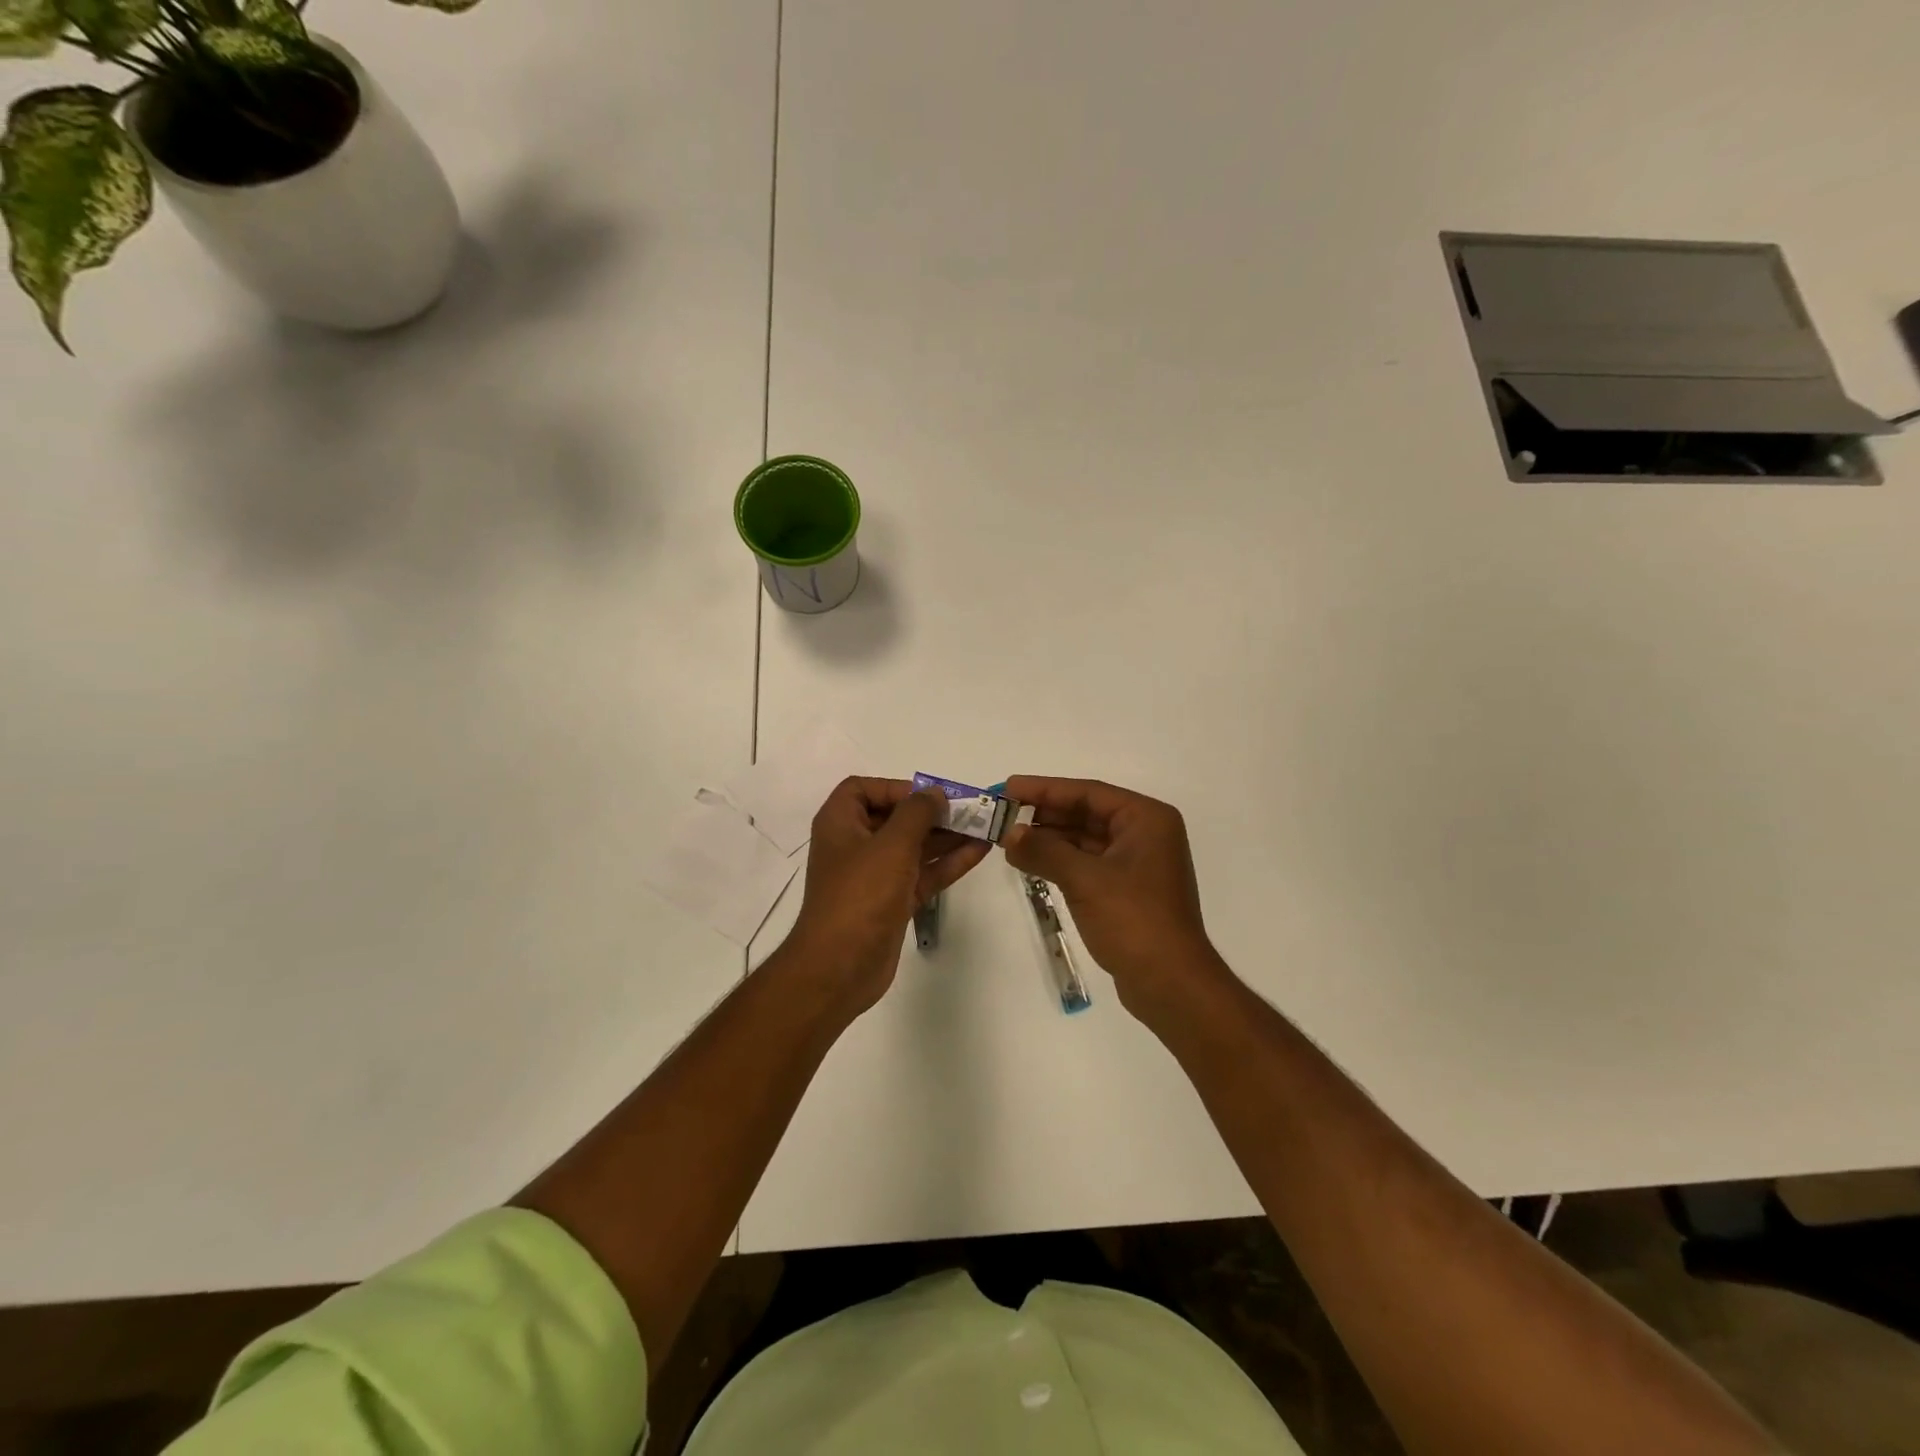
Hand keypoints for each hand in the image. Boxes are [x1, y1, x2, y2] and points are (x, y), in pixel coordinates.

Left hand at [782, 778, 989, 1014]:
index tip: (928, 796)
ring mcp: (874, 876)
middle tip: (970, 810)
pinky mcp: (892, 902)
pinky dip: (947, 863)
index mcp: (840, 824)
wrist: (839, 968)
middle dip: (933, 813)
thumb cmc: (860, 895)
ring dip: (946, 837)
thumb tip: (935, 793)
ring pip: (914, 847)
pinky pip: (922, 874)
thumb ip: (917, 812)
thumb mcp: (891, 845)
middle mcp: (855, 845)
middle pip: (896, 818)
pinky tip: (979, 853)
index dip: (896, 788)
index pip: (864, 789)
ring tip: (984, 828)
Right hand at [1000, 776, 1224, 1020]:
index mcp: (1146, 819)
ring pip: (1086, 838)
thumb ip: (1044, 850)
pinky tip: (1031, 861)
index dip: (1045, 789)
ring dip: (1050, 838)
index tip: (1009, 788)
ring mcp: (1138, 863)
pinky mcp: (1128, 889)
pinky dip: (1061, 860)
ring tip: (1009, 839)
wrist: (1170, 983)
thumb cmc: (1133, 920)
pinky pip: (1089, 862)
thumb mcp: (1084, 880)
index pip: (1089, 793)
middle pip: (1087, 812)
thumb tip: (1009, 834)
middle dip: (1045, 813)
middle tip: (1004, 813)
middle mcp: (1146, 833)